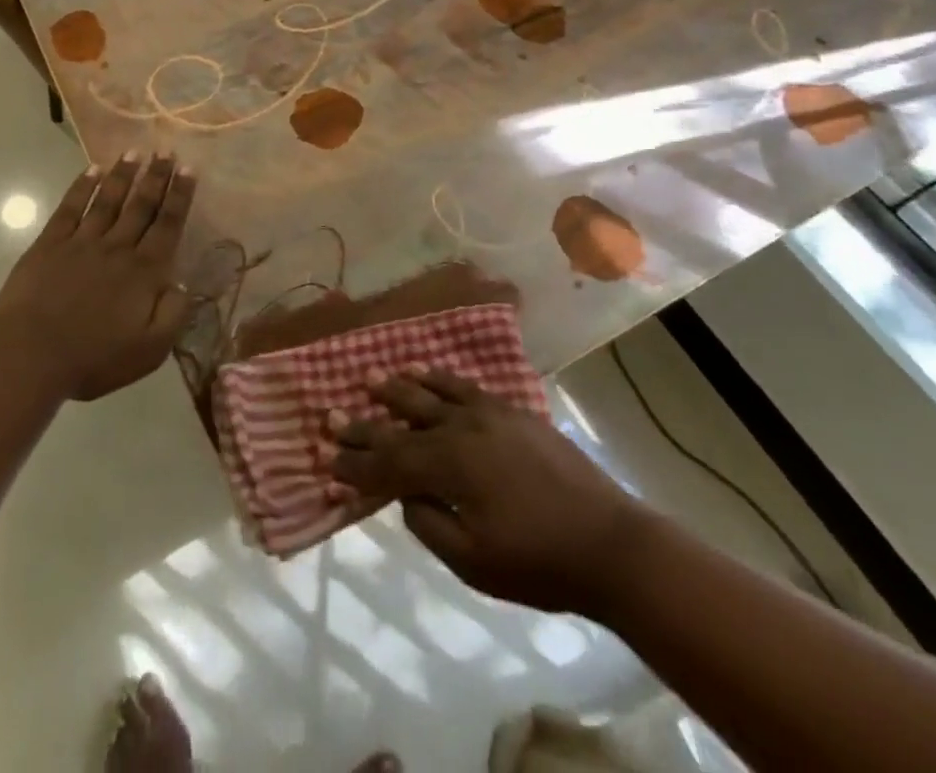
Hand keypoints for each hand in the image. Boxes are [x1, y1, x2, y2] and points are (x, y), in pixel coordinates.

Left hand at [0, 153, 198, 400]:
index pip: (168, 225)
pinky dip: (82, 187)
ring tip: (135, 151)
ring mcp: (82, 241)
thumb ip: (173, 315)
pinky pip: (70, 208)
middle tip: (166, 150)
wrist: (30, 354)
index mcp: (144, 272)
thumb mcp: (150, 350)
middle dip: (156, 176)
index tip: (189, 169)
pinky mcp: (50, 244)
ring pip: (108, 199)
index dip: (180, 196)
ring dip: (123, 174)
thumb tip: (184, 284)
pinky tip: (92, 170)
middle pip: (141, 205)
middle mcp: (118, 247)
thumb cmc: (93, 357)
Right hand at [330, 370, 644, 615]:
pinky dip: (439, 379)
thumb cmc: (538, 562)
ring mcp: (488, 414)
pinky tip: (427, 374)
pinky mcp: (511, 411)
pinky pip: (464, 386)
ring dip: (398, 388)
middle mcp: (461, 429)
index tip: (325, 456)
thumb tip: (406, 494)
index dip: (355, 462)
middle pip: (402, 422)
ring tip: (372, 378)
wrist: (610, 543)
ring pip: (431, 392)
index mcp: (448, 466)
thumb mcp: (473, 562)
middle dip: (364, 422)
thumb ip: (429, 523)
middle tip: (332, 413)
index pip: (388, 462)